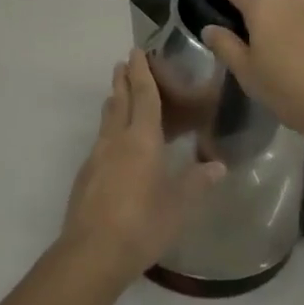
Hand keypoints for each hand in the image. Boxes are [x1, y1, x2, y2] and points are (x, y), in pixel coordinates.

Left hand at [59, 50, 224, 285]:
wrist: (92, 253)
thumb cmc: (142, 223)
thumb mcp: (179, 205)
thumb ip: (198, 182)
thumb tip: (218, 165)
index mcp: (142, 139)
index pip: (143, 96)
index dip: (141, 72)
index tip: (136, 51)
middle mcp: (116, 140)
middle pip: (119, 101)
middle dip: (122, 80)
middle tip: (124, 64)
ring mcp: (97, 157)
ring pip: (106, 120)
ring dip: (113, 102)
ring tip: (118, 95)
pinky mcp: (85, 177)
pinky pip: (100, 141)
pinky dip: (109, 130)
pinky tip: (114, 145)